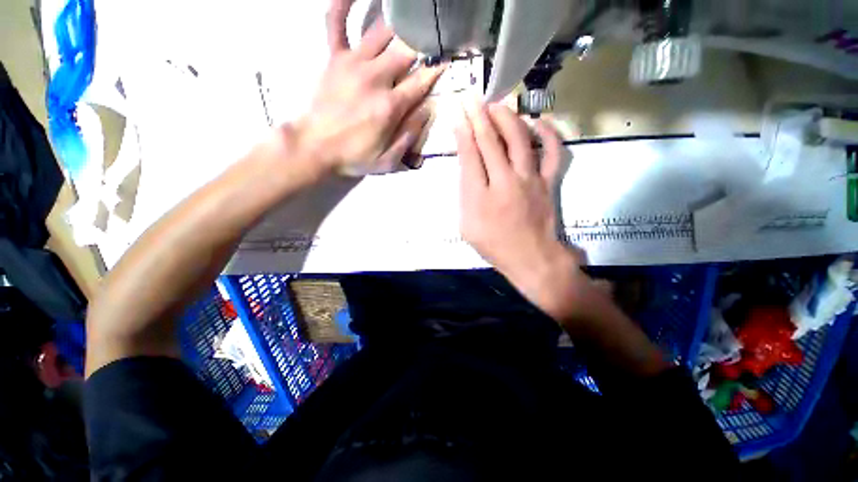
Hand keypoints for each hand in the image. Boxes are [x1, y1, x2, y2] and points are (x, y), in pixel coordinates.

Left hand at [293, 0, 444, 175]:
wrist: (316, 147)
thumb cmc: (355, 157)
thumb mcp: (389, 161)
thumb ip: (410, 136)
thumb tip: (426, 110)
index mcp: (390, 106)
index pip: (421, 81)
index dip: (436, 70)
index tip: (446, 61)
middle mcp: (375, 78)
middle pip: (406, 50)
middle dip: (422, 44)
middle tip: (429, 40)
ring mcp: (353, 63)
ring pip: (381, 31)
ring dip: (398, 24)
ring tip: (408, 17)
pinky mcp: (334, 58)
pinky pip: (336, 22)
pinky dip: (343, 4)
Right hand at [455, 102, 584, 316]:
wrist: (530, 258)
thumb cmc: (493, 245)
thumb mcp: (466, 226)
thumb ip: (464, 195)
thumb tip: (467, 167)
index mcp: (480, 196)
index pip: (470, 155)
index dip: (463, 132)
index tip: (458, 115)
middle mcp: (504, 182)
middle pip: (490, 142)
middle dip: (479, 117)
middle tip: (472, 99)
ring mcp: (530, 180)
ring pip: (519, 140)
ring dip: (506, 118)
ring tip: (497, 105)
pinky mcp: (548, 182)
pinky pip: (552, 152)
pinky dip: (548, 133)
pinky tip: (539, 120)